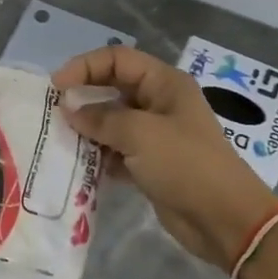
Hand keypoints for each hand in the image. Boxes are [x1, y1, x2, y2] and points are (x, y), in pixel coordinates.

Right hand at [54, 45, 277, 270]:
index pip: (118, 59)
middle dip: (83, 97)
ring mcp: (155, 135)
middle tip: (52, 113)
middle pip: (113, 88)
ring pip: (112, 121)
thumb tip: (70, 108)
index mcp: (164, 83)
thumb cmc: (186, 165)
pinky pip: (116, 150)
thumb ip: (101, 118)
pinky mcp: (150, 164)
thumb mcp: (140, 134)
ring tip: (60, 140)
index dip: (85, 66)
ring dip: (87, 129)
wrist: (225, 220)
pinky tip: (77, 165)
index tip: (56, 87)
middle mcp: (159, 103)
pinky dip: (98, 155)